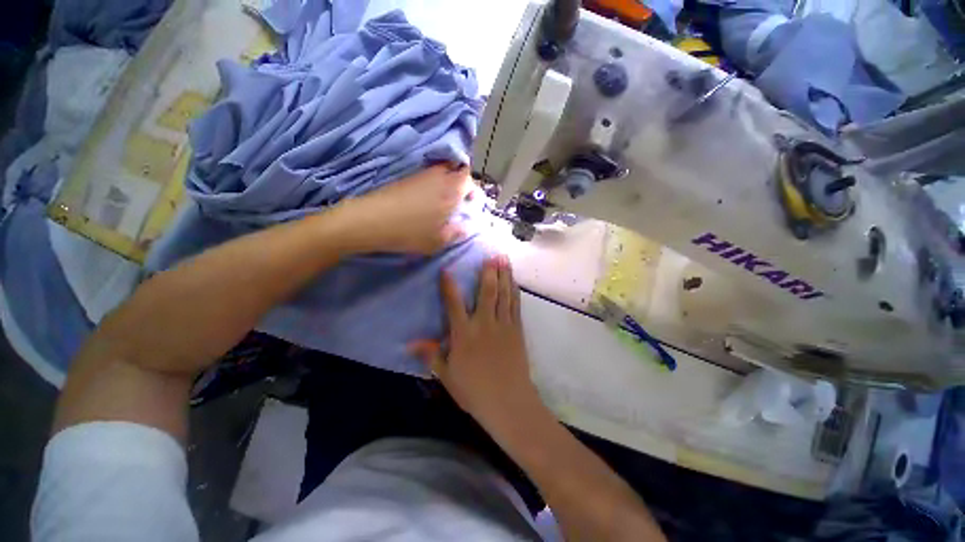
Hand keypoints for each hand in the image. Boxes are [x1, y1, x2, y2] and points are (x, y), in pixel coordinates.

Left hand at [335, 164, 472, 254]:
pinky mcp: (406, 177)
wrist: (370, 220)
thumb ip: (457, 233)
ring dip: (446, 182)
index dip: (473, 190)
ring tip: (443, 202)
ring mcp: (420, 175)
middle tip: (459, 201)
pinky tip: (425, 200)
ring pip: (441, 171)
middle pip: (456, 170)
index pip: (469, 179)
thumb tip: (467, 226)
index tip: (471, 204)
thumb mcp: (439, 241)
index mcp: (450, 191)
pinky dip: (432, 183)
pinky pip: (427, 175)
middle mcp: (438, 177)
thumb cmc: (410, 232)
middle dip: (461, 183)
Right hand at [411, 254, 542, 432]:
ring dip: (504, 275)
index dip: (449, 285)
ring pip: (504, 294)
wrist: (508, 402)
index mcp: (464, 334)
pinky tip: (514, 282)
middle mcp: (484, 324)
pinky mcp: (517, 330)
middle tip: (491, 253)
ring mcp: (503, 325)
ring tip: (505, 259)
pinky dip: (514, 292)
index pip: (454, 304)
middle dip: (489, 271)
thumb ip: (432, 356)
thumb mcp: (447, 376)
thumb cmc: (474, 391)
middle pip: (486, 292)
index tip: (447, 269)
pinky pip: (515, 306)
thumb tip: (411, 343)